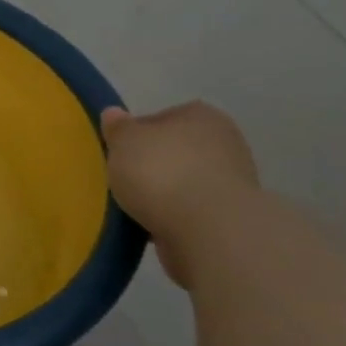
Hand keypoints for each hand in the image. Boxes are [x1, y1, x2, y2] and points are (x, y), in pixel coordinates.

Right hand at [101, 101, 259, 287]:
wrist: (208, 231)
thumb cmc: (162, 172)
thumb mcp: (124, 141)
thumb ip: (118, 127)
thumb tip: (114, 114)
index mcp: (200, 115)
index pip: (160, 119)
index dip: (135, 135)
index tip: (117, 153)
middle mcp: (224, 143)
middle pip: (174, 152)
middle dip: (151, 165)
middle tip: (123, 180)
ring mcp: (232, 183)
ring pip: (183, 183)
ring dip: (162, 194)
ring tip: (133, 209)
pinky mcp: (230, 218)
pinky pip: (190, 212)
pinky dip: (173, 218)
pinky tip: (152, 227)